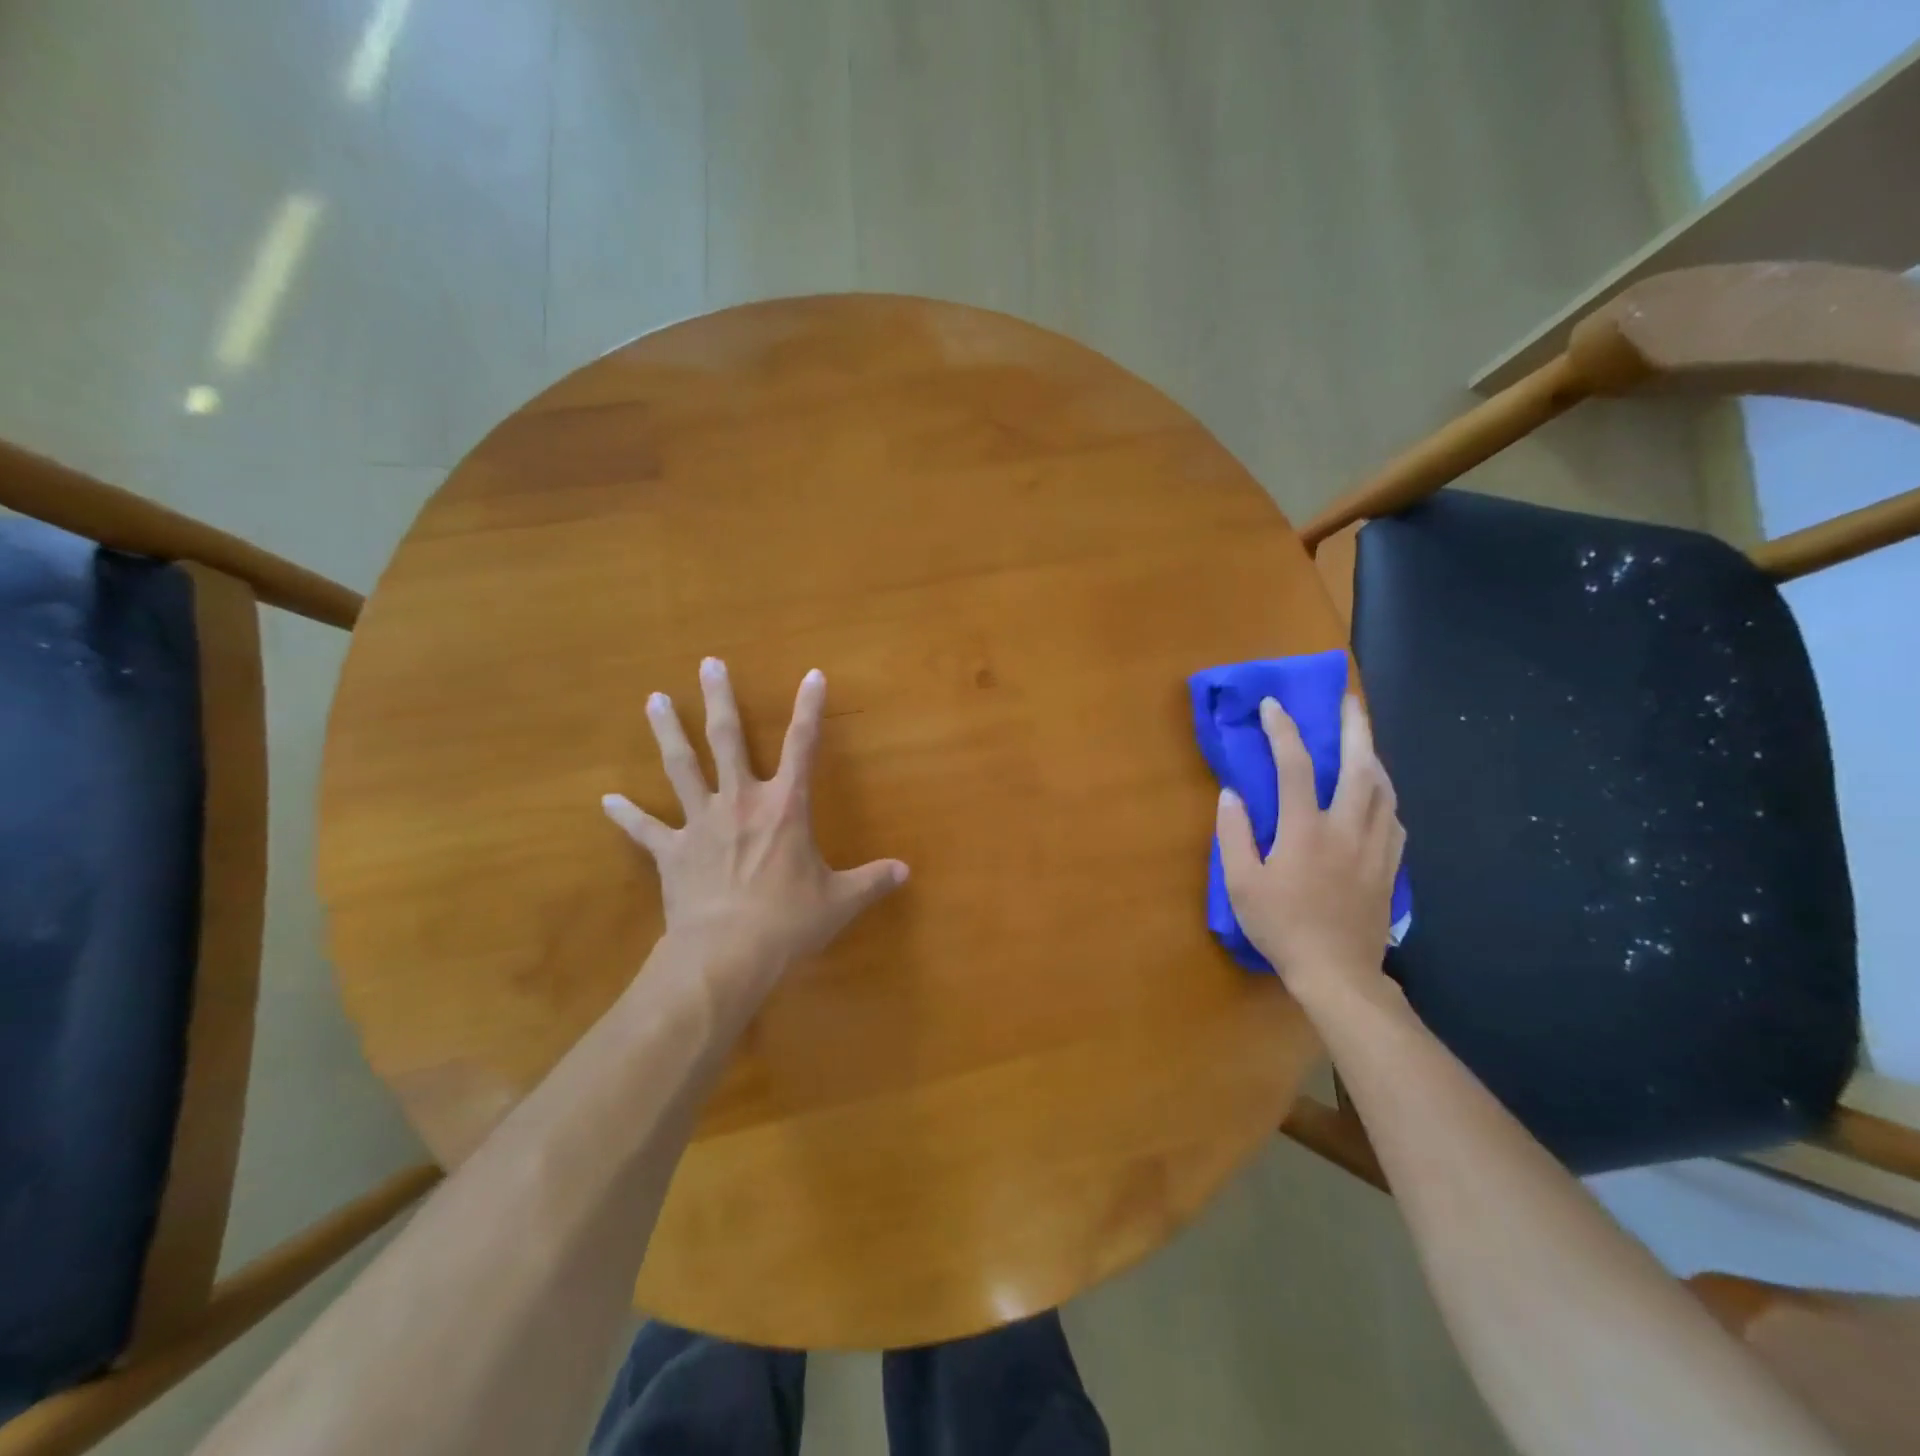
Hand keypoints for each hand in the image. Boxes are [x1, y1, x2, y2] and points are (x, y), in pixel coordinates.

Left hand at [603, 658, 907, 972]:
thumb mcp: (840, 901)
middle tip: (708, 663)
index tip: (812, 675)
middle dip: (719, 699)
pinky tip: (606, 801)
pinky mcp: (672, 851)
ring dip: (668, 731)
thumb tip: (906, 872)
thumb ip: (872, 881)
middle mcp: (741, 801)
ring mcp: (701, 822)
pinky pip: (646, 829)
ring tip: (654, 699)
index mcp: (785, 807)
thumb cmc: (788, 922)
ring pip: (681, 766)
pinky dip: (626, 815)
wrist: (725, 954)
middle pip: (727, 739)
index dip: (809, 708)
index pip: (803, 745)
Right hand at [1215, 694, 1404, 1006]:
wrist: (1337, 973)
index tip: (1273, 707)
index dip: (1283, 731)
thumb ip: (1234, 834)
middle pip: (1360, 766)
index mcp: (1305, 830)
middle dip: (1355, 727)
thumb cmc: (1282, 927)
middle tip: (1350, 701)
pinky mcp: (1390, 867)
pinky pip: (1395, 819)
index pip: (1295, 767)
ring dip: (1374, 757)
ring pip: (1385, 789)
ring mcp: (1375, 847)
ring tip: (1364, 741)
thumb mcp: (1242, 883)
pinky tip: (1378, 795)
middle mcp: (1347, 829)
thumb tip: (1231, 794)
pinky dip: (1386, 796)